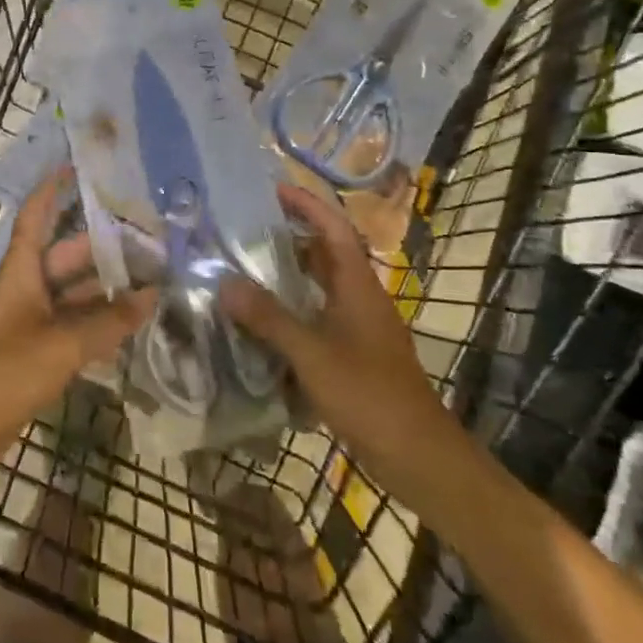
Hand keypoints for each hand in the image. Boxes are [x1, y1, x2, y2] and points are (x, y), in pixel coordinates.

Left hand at [0, 170, 155, 488]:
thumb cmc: (3, 373)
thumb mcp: (61, 344)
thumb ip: (108, 321)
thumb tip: (152, 295)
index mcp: (22, 272)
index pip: (36, 217)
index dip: (53, 189)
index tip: (78, 165)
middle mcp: (28, 288)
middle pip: (67, 255)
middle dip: (104, 245)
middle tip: (150, 237)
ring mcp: (32, 320)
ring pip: (76, 292)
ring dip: (108, 286)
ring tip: (153, 276)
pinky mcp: (38, 349)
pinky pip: (75, 323)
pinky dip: (101, 319)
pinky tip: (133, 321)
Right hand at [220, 182, 455, 486]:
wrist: (416, 453)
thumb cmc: (367, 394)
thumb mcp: (311, 353)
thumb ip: (269, 318)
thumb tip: (226, 282)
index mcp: (358, 286)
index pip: (334, 228)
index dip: (307, 204)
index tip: (273, 189)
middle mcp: (361, 298)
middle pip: (327, 254)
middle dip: (291, 237)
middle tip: (247, 230)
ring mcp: (360, 327)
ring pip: (322, 288)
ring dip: (290, 276)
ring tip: (247, 270)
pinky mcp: (355, 354)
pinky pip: (319, 318)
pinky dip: (293, 312)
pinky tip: (265, 325)